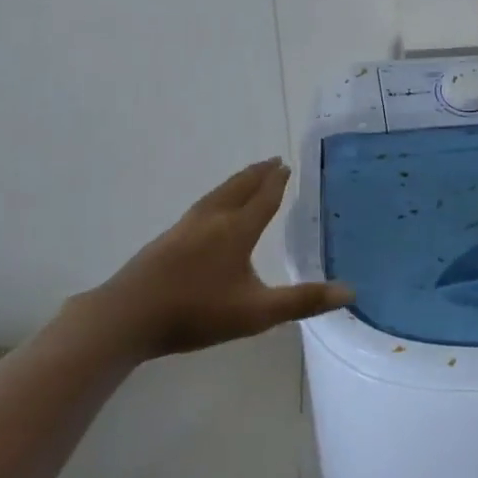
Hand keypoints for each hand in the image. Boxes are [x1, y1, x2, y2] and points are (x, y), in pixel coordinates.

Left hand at [57, 158, 351, 361]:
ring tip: (246, 177)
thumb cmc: (197, 313)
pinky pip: (201, 207)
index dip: (276, 182)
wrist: (127, 317)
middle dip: (257, 174)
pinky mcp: (166, 240)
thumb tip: (350, 292)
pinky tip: (209, 211)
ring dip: (235, 182)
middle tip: (272, 160)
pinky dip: (216, 197)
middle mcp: (212, 220)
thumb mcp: (257, 313)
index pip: (262, 199)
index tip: (286, 165)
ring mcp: (185, 228)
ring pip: (216, 195)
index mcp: (237, 231)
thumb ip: (303, 301)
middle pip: (238, 188)